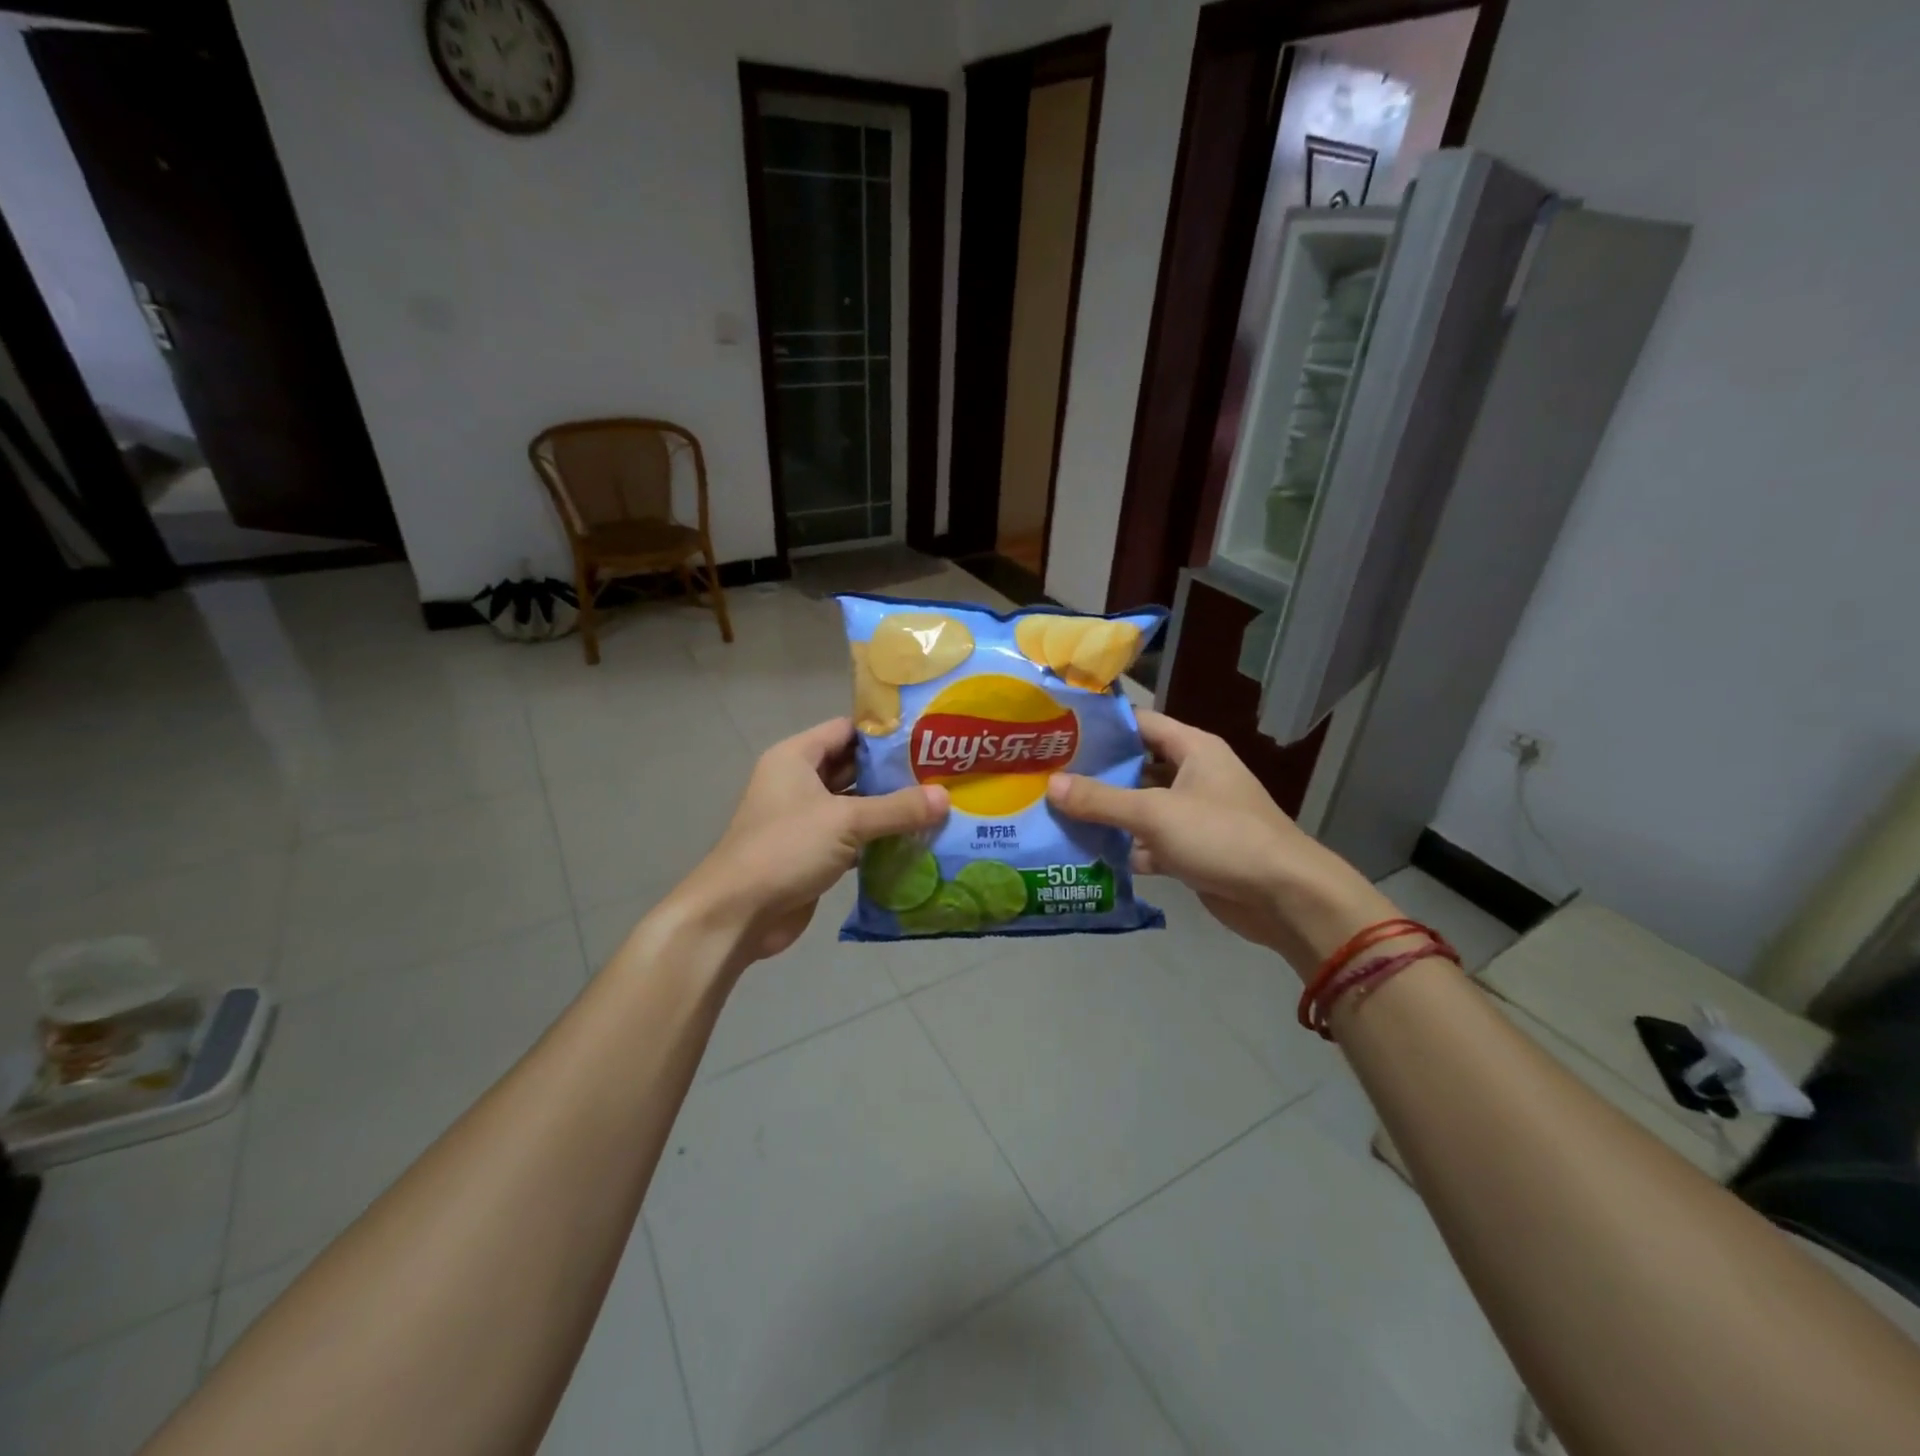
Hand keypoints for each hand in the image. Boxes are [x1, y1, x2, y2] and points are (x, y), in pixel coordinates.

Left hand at [671, 719, 947, 973]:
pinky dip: (879, 839)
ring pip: (855, 805)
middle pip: (853, 767)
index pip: (846, 730)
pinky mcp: (813, 853)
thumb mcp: (846, 821)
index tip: (927, 737)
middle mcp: (799, 782)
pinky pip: (853, 837)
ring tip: (938, 804)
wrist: (739, 913)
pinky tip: (917, 840)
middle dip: (894, 772)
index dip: (885, 732)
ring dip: (890, 808)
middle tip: (942, 772)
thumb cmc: (786, 849)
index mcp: (796, 757)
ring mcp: (805, 819)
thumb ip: (897, 808)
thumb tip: (945, 798)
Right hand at [1047, 710, 1392, 975]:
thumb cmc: (1222, 837)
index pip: (1140, 724)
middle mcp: (1193, 776)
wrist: (1285, 897)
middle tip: (1045, 776)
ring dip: (1105, 815)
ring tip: (1054, 813)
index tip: (1058, 732)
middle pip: (1135, 767)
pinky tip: (1084, 854)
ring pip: (1139, 808)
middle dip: (1094, 775)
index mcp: (1193, 749)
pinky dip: (1123, 849)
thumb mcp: (1156, 813)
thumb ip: (1101, 799)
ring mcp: (1192, 816)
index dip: (1101, 727)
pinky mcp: (1191, 851)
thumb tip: (1051, 785)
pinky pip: (1148, 843)